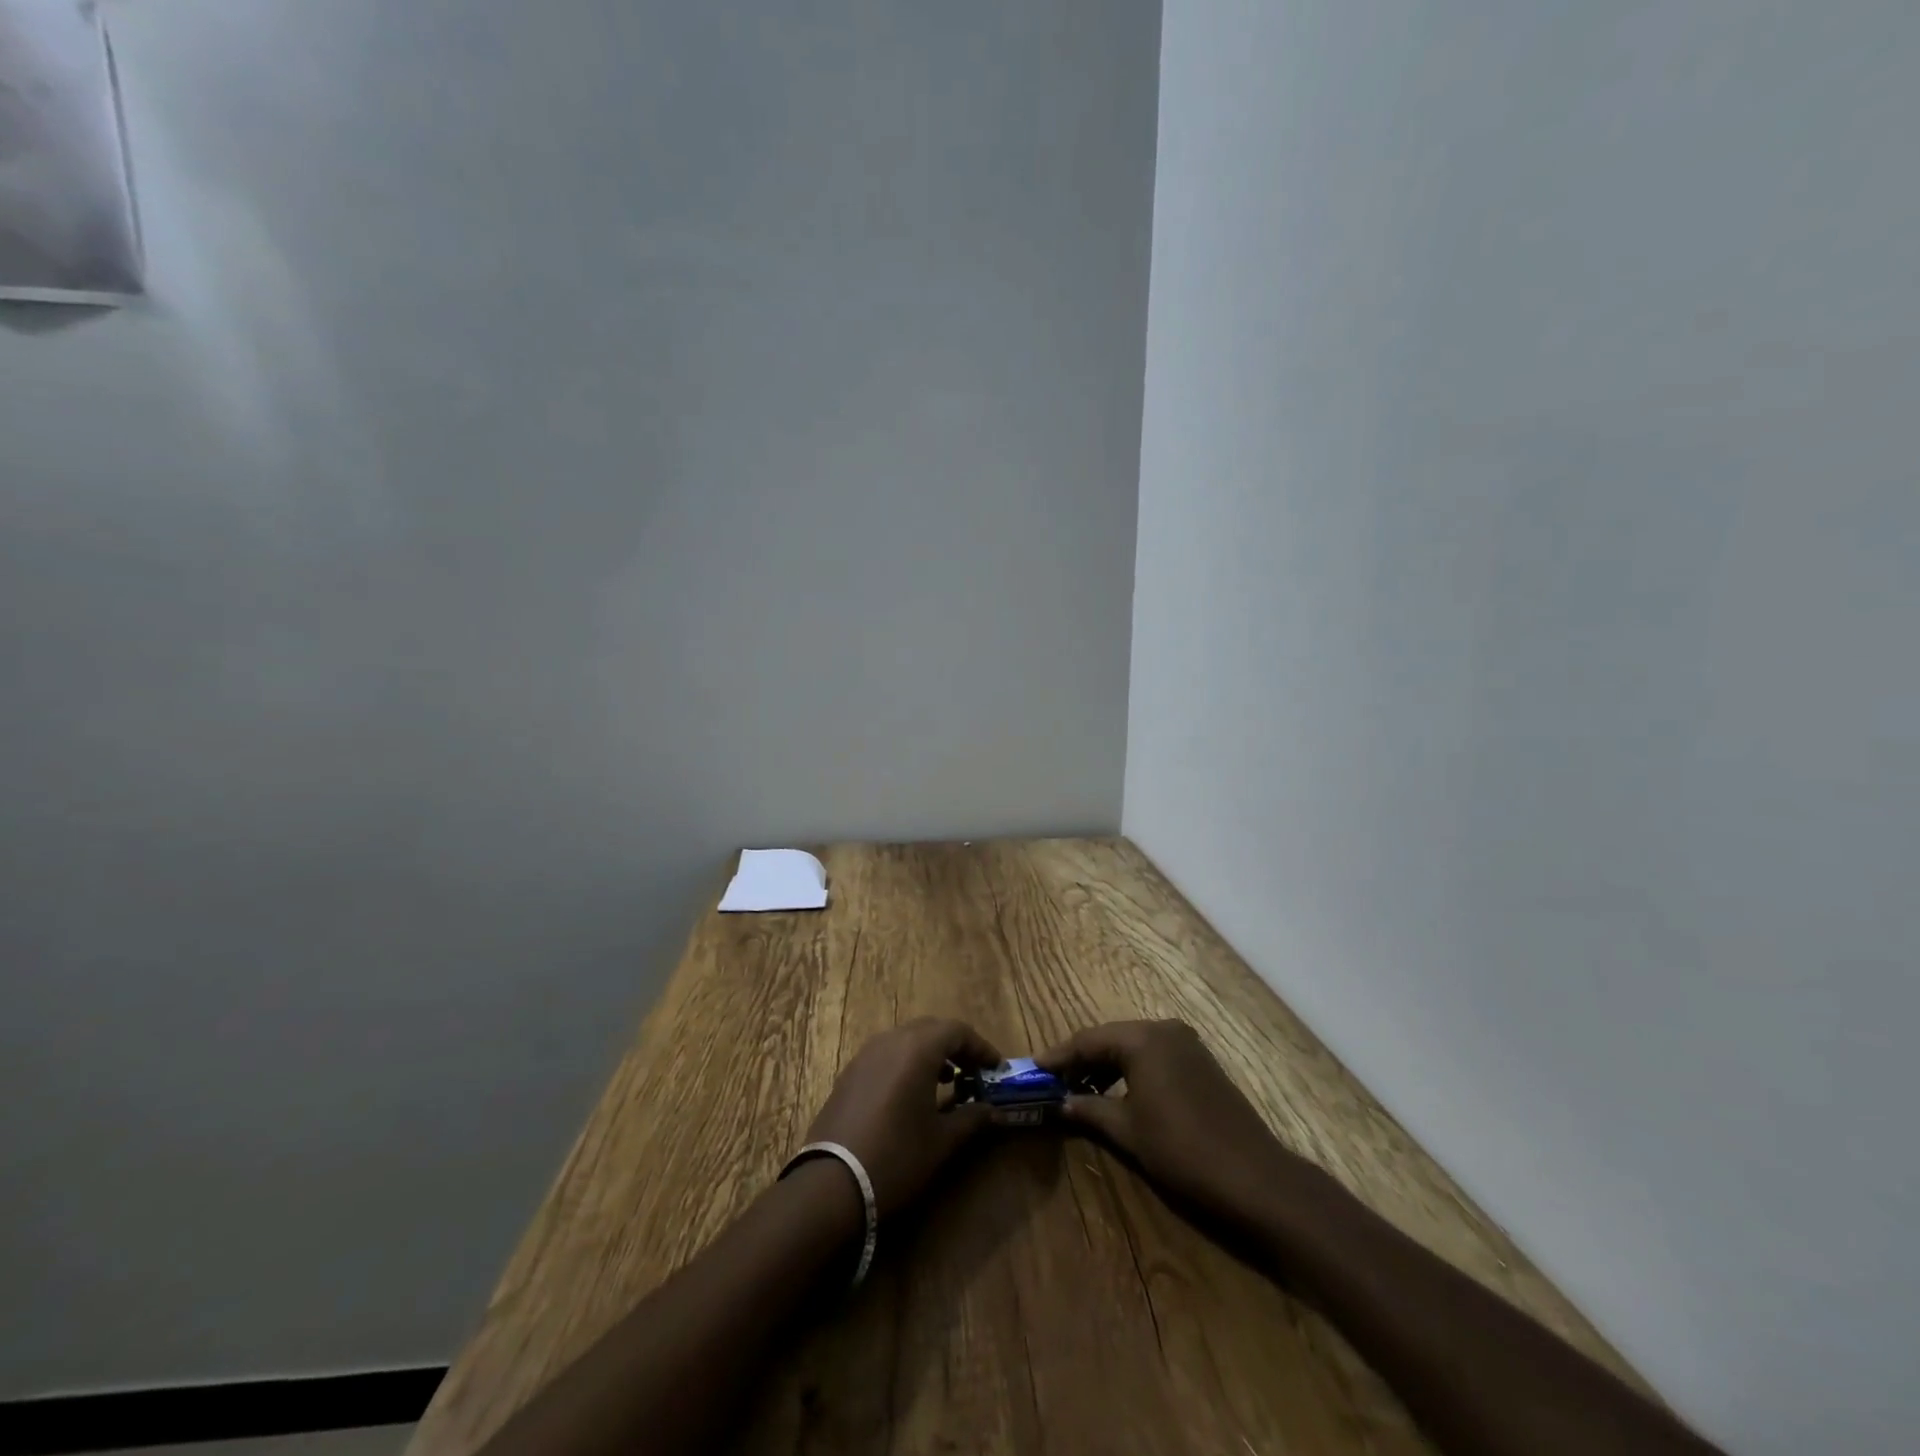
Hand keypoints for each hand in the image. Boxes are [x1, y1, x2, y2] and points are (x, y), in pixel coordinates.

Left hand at [803, 1017, 1000, 1217]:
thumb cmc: (897, 1156)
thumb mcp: (942, 1140)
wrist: (832, 1183)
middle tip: (974, 1072)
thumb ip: (972, 1118)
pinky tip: (911, 1094)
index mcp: (917, 1048)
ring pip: (906, 1039)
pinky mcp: (849, 1073)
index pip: (957, 1031)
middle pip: (931, 1029)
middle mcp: (891, 1040)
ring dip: (930, 1053)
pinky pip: (886, 1054)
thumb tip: (994, 1111)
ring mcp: (866, 1055)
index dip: (981, 1047)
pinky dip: (906, 1063)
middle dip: (956, 1046)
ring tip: (947, 1082)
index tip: (996, 1068)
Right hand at [1037, 1019, 1321, 1226]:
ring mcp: (1186, 1044)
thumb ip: (1091, 1110)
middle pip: (1110, 1039)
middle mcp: (1164, 1030)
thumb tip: (1062, 1103)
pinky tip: (1117, 1092)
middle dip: (1081, 1059)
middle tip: (1053, 1080)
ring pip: (1132, 1046)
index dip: (1059, 1055)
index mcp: (1143, 1039)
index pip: (1088, 1040)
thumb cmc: (1182, 1149)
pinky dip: (1130, 1070)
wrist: (1254, 1177)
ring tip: (1080, 1089)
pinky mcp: (1200, 1062)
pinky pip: (1154, 1055)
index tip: (1033, 1068)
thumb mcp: (1128, 1131)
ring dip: (1105, 1065)